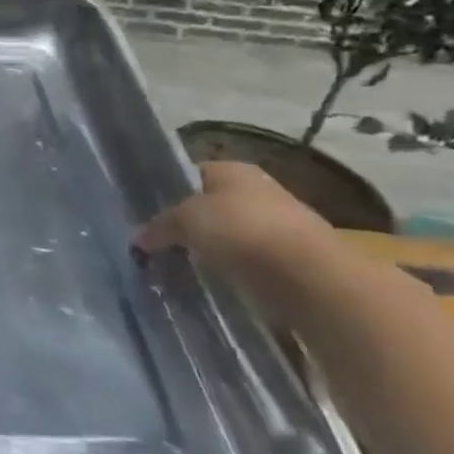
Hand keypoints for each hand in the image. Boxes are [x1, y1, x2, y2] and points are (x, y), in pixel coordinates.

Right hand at [139, 162, 337, 286]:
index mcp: (233, 169)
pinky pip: (252, 262)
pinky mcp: (294, 261)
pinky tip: (218, 284)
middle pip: (213, 206)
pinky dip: (236, 272)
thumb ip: (160, 225)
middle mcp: (259, 190)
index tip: (150, 217)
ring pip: (233, 235)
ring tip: (186, 269)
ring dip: (214, 251)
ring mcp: (281, 225)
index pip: (192, 174)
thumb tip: (139, 239)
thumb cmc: (242, 230)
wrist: (314, 278)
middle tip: (163, 246)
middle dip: (191, 225)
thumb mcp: (186, 220)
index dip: (169, 193)